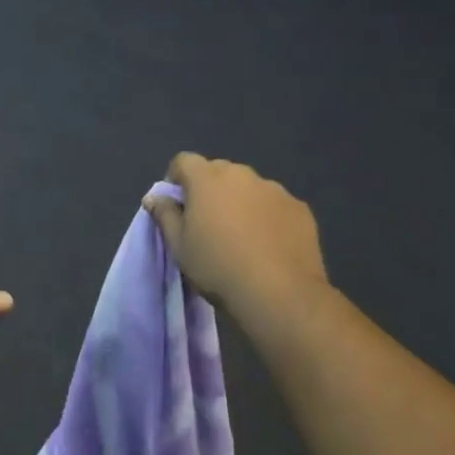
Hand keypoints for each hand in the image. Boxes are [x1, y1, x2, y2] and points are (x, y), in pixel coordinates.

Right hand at [144, 153, 329, 322]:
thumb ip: (165, 215)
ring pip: (249, 187)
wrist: (279, 294)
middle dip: (210, 190)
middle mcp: (242, 174)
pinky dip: (268, 216)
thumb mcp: (179, 246)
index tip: (178, 205)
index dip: (177, 178)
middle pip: (218, 171)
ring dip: (241, 201)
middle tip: (209, 223)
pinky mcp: (299, 208)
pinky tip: (269, 245)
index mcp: (208, 179)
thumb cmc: (218, 267)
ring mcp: (274, 189)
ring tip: (243, 236)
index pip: (184, 161)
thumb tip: (154, 197)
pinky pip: (275, 205)